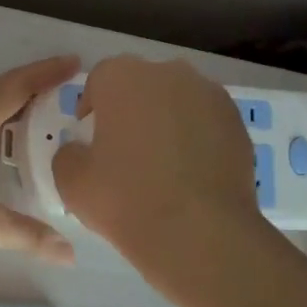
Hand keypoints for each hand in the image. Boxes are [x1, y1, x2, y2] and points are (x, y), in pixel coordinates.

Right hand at [51, 56, 266, 278]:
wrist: (199, 232)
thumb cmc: (126, 199)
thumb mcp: (71, 181)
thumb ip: (68, 154)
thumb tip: (80, 150)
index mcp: (122, 78)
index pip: (99, 79)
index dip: (92, 106)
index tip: (90, 138)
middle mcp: (169, 73)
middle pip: (141, 85)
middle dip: (131, 109)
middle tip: (124, 150)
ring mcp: (210, 95)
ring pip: (177, 101)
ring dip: (165, 122)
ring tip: (161, 164)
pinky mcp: (238, 123)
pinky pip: (205, 122)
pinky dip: (195, 138)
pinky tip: (189, 174)